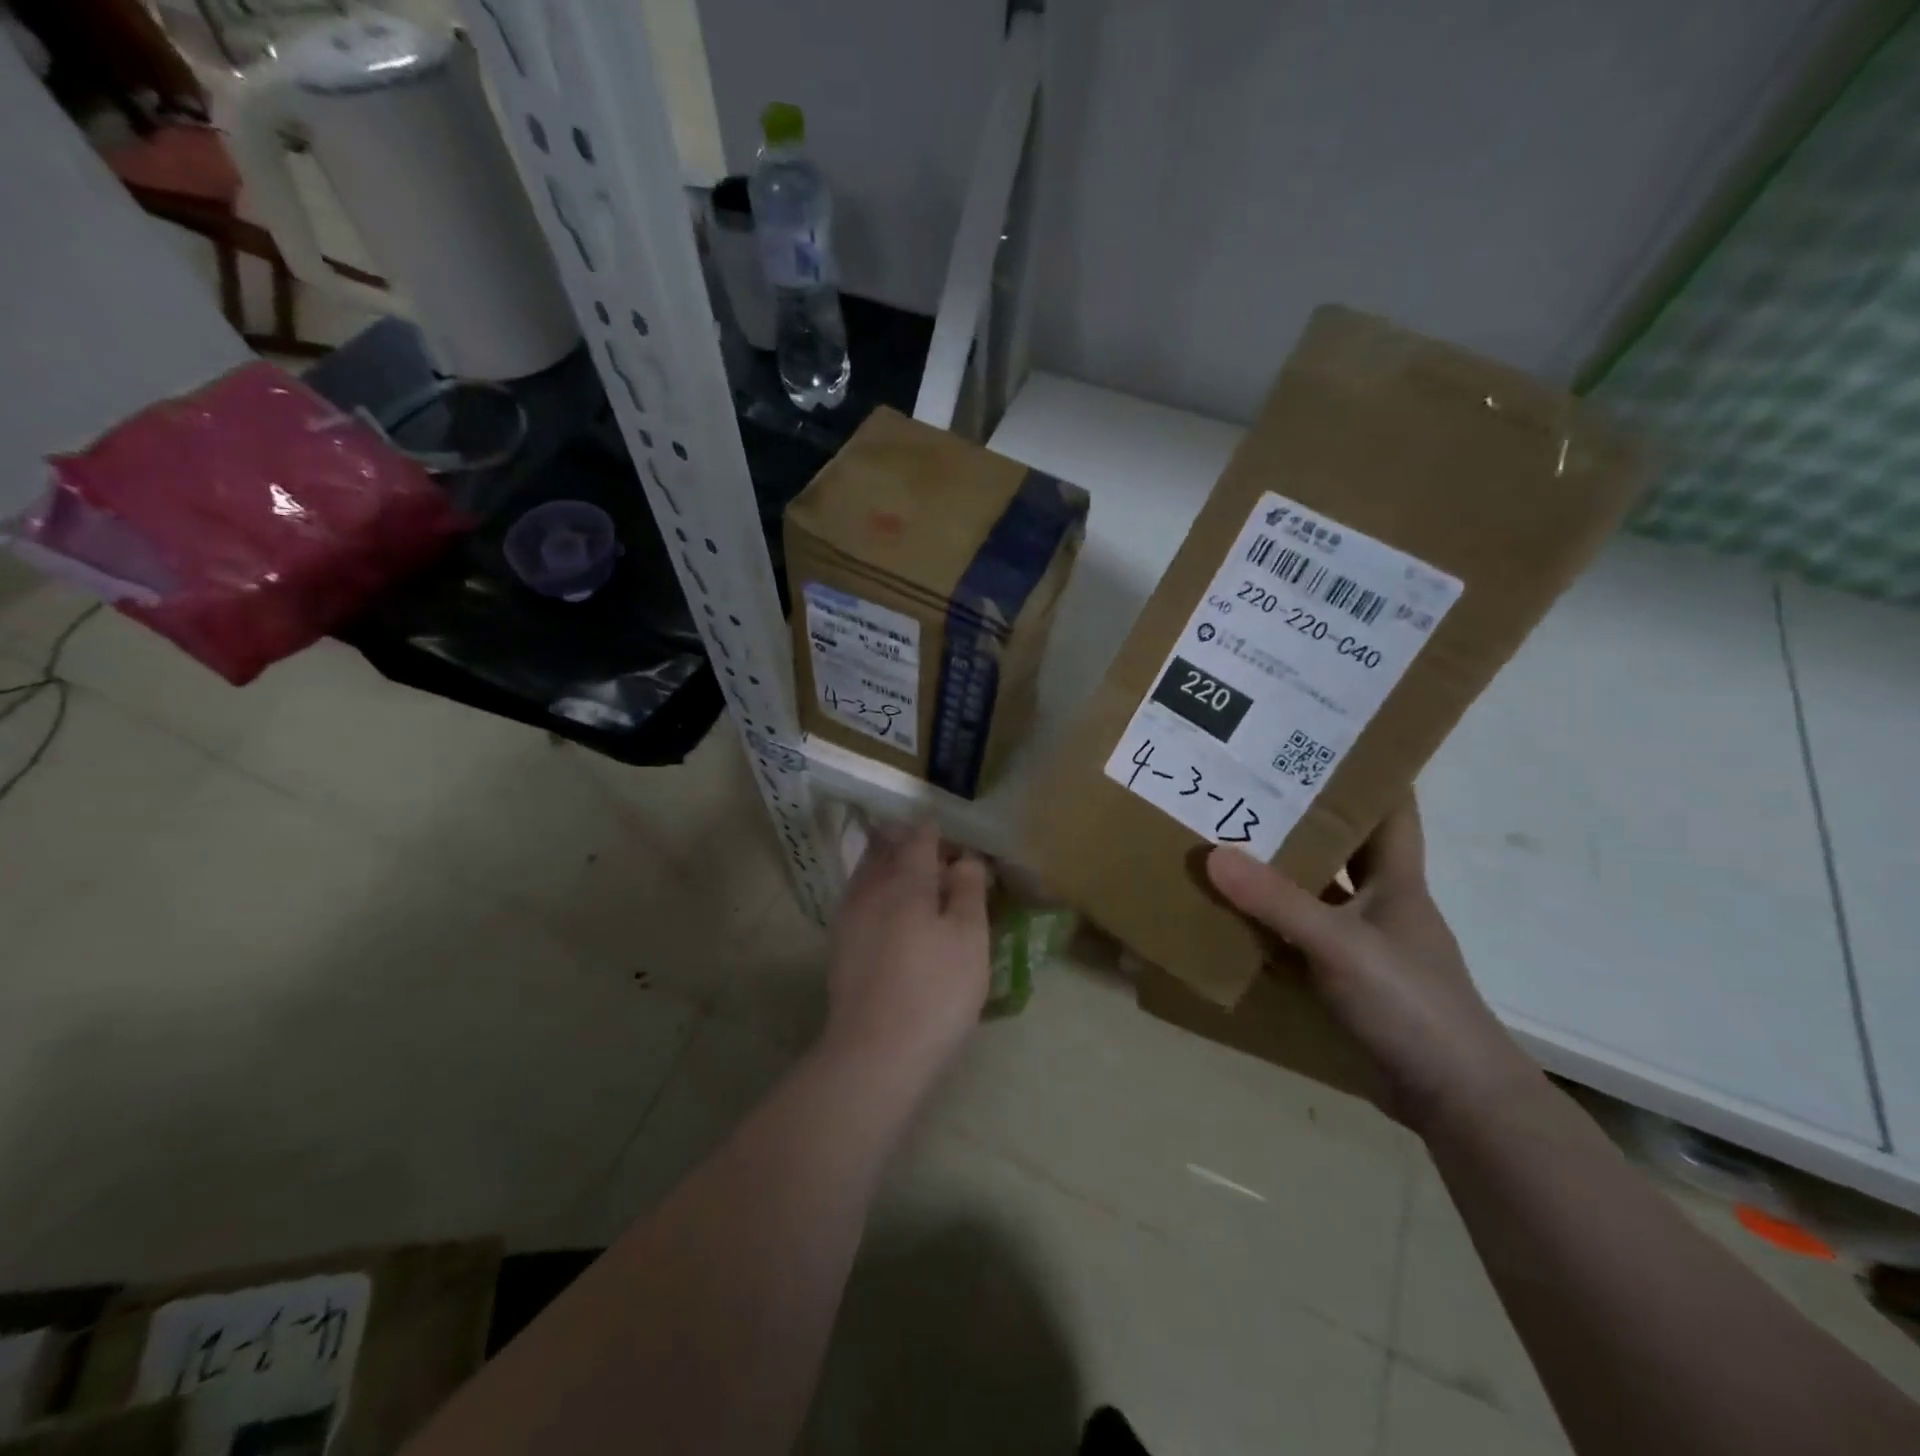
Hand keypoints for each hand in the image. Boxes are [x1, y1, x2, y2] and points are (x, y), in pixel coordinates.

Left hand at [824, 822, 991, 1082]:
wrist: (875, 1052)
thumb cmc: (936, 990)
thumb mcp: (970, 937)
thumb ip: (968, 890)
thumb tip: (965, 860)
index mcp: (905, 878)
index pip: (920, 836)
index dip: (940, 834)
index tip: (959, 846)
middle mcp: (870, 887)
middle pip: (886, 847)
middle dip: (910, 844)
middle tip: (939, 861)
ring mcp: (849, 916)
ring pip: (868, 873)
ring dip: (891, 868)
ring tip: (918, 887)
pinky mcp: (839, 945)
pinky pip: (860, 900)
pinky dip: (878, 895)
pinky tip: (894, 919)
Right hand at [1206, 799, 1539, 1131]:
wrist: (1452, 1097)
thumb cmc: (1411, 1004)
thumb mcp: (1341, 945)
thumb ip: (1277, 902)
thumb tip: (1213, 856)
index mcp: (1395, 878)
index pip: (1388, 807)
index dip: (1362, 770)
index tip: (1314, 738)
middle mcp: (1377, 901)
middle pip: (1337, 844)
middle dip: (1295, 816)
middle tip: (1239, 784)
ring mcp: (1357, 941)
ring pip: (1310, 891)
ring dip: (1273, 871)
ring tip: (1218, 837)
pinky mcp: (1340, 977)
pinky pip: (1293, 935)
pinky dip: (1264, 923)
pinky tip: (1224, 911)